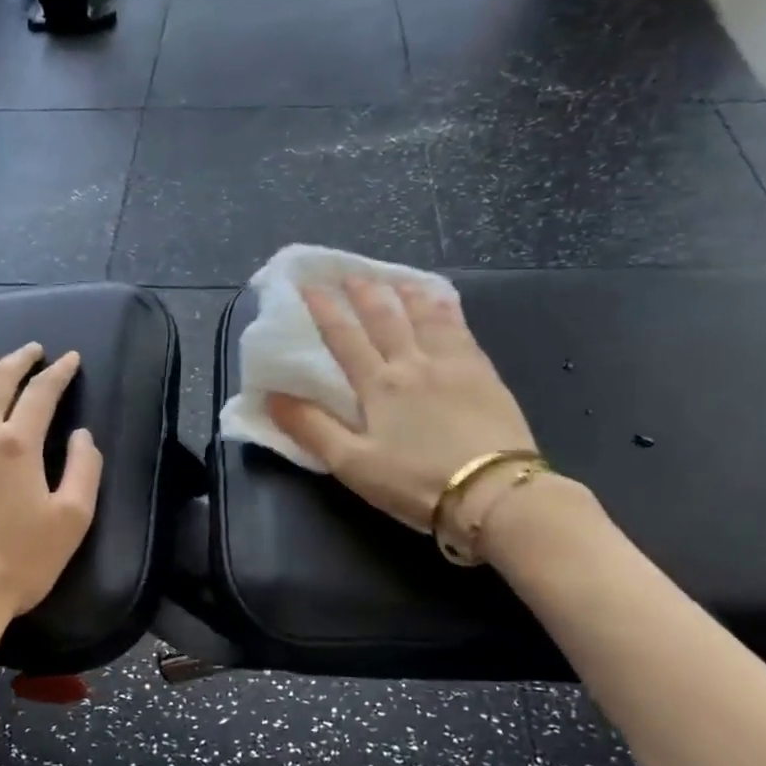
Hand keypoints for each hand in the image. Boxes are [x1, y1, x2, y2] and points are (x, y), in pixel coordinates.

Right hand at [266, 277, 535, 532]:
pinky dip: (447, 311)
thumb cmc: (416, 482)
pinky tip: (444, 304)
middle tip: (350, 273)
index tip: (309, 286)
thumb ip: (312, 428)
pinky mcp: (485, 375)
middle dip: (364, 294)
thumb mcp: (353, 464)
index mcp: (378, 386)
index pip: (345, 339)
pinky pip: (461, 330)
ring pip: (426, 317)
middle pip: (386, 319)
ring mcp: (453, 365)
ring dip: (407, 294)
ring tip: (396, 279)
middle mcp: (413, 364)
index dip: (325, 311)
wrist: (493, 492)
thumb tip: (271, 396)